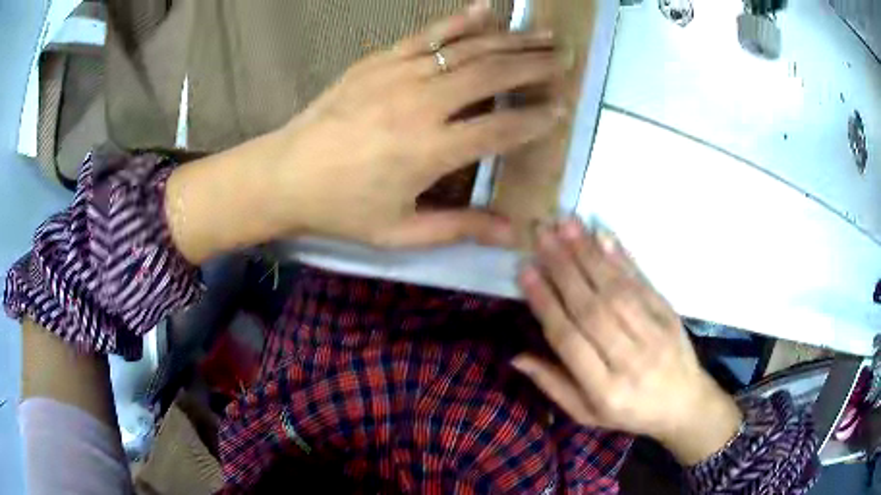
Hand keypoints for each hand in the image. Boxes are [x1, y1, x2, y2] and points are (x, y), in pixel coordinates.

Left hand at [266, 2, 564, 247]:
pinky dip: (460, 21)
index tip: (561, 110)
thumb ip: (458, 228)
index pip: (499, 130)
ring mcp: (398, 75)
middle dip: (534, 66)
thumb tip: (511, 233)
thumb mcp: (399, 232)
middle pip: (491, 77)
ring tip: (543, 34)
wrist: (284, 174)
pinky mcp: (378, 61)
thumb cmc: (341, 208)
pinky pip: (427, 35)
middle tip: (565, 59)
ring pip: (467, 50)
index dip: (535, 120)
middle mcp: (421, 105)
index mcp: (429, 152)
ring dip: (510, 40)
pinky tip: (486, 10)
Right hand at [513, 219, 742, 465]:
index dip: (546, 304)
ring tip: (566, 225)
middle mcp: (630, 360)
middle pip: (592, 309)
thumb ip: (554, 385)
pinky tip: (603, 236)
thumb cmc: (630, 413)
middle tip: (541, 235)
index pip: (569, 340)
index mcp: (605, 390)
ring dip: (590, 254)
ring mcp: (654, 334)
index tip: (526, 271)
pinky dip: (622, 258)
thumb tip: (517, 355)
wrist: (684, 404)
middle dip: (564, 269)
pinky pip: (643, 284)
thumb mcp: (586, 414)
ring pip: (617, 291)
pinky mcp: (669, 316)